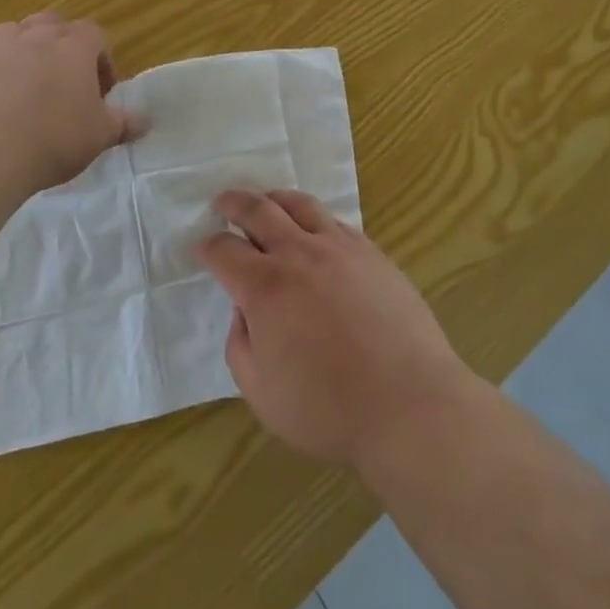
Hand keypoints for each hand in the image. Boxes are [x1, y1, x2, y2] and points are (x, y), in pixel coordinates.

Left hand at [0, 13, 140, 196]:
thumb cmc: (52, 140)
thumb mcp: (98, 136)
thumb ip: (123, 124)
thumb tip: (145, 121)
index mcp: (73, 47)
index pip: (94, 34)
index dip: (101, 58)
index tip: (101, 90)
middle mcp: (35, 37)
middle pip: (53, 23)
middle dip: (61, 44)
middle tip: (65, 79)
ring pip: (15, 33)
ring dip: (24, 50)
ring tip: (27, 85)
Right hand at [197, 190, 481, 470]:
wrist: (407, 402)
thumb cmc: (328, 408)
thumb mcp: (261, 393)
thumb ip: (240, 345)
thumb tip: (244, 311)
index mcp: (265, 287)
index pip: (225, 251)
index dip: (208, 247)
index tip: (202, 247)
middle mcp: (298, 254)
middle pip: (258, 211)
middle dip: (235, 203)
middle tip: (223, 202)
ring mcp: (338, 247)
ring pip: (299, 205)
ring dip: (275, 199)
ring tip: (267, 201)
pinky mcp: (370, 252)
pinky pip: (334, 221)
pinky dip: (314, 217)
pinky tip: (314, 228)